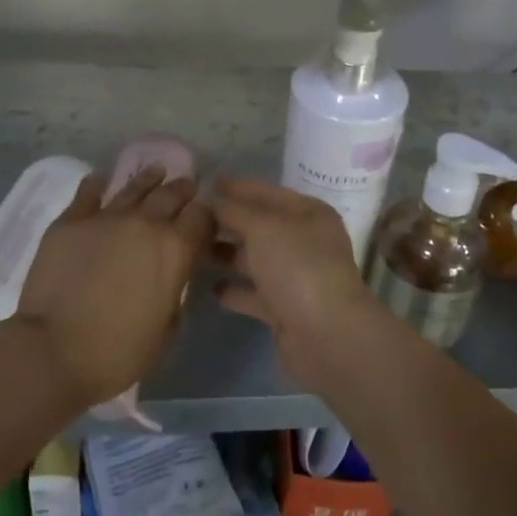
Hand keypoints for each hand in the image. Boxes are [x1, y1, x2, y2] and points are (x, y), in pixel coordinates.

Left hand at [14, 167, 211, 409]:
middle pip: (171, 194)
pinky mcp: (70, 222)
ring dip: (149, 179)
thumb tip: (169, 277)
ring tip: (156, 172)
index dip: (206, 216)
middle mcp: (146, 224)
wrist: (54, 352)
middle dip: (182, 190)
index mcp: (176, 250)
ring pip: (134, 187)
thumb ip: (174, 292)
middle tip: (186, 186)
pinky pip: (88, 193)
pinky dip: (97, 184)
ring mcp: (106, 218)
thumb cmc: (118, 353)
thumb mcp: (166, 329)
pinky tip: (101, 179)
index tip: (204, 220)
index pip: (202, 217)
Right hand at [211, 176, 377, 390]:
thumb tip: (213, 202)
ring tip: (192, 251)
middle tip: (191, 218)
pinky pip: (254, 293)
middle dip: (228, 222)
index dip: (238, 187)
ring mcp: (295, 277)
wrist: (326, 334)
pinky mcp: (285, 309)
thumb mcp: (263, 227)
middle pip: (260, 226)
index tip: (208, 181)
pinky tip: (210, 288)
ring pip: (255, 259)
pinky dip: (235, 290)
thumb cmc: (296, 266)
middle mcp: (304, 241)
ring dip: (227, 255)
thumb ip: (235, 211)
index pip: (267, 193)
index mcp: (308, 213)